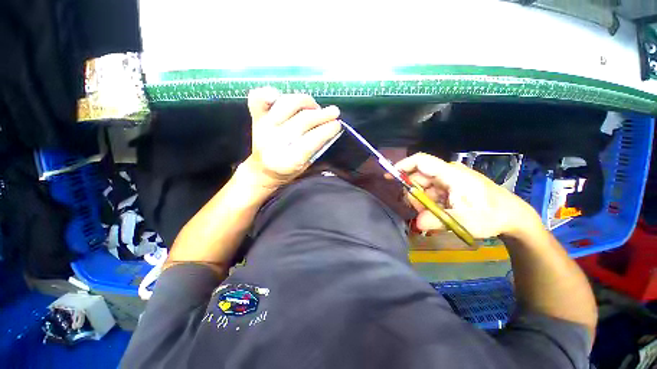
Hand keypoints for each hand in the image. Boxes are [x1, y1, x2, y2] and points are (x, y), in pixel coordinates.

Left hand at [244, 87, 341, 189]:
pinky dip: (269, 93)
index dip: (326, 131)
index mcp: (287, 162)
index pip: (310, 142)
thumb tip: (331, 127)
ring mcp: (263, 128)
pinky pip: (258, 99)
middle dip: (321, 115)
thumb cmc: (288, 170)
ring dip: (305, 102)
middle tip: (334, 112)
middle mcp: (273, 143)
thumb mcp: (305, 166)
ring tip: (314, 106)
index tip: (337, 124)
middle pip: (301, 121)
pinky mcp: (257, 119)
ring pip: (286, 104)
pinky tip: (279, 95)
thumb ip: (317, 149)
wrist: (262, 170)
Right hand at [394, 153, 540, 238]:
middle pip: (418, 177)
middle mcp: (447, 173)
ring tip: (433, 216)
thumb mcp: (467, 221)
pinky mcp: (449, 188)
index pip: (421, 161)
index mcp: (451, 174)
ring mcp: (448, 181)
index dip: (402, 166)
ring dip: (421, 202)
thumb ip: (440, 221)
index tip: (389, 176)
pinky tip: (437, 213)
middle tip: (419, 212)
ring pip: (422, 187)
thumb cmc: (492, 215)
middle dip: (413, 194)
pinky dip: (428, 203)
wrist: (512, 216)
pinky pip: (430, 193)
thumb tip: (418, 223)